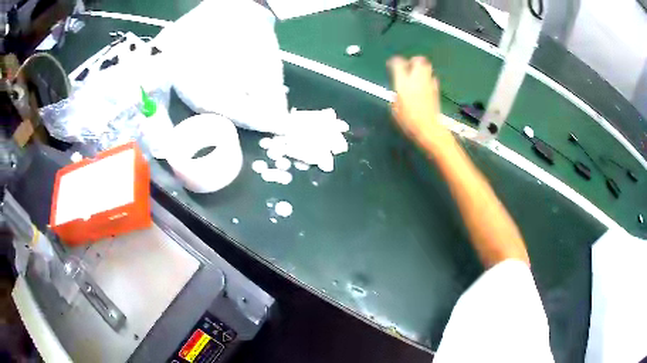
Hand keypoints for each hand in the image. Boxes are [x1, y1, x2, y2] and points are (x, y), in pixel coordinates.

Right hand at [387, 56, 450, 149]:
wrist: (428, 129)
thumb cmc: (408, 121)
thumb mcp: (394, 108)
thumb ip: (396, 93)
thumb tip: (398, 88)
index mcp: (403, 83)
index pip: (398, 63)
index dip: (394, 61)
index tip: (392, 65)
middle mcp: (416, 79)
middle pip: (418, 60)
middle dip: (413, 61)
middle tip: (408, 66)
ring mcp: (428, 83)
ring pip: (427, 66)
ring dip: (421, 67)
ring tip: (416, 75)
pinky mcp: (436, 89)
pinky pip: (432, 77)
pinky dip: (428, 77)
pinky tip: (424, 85)